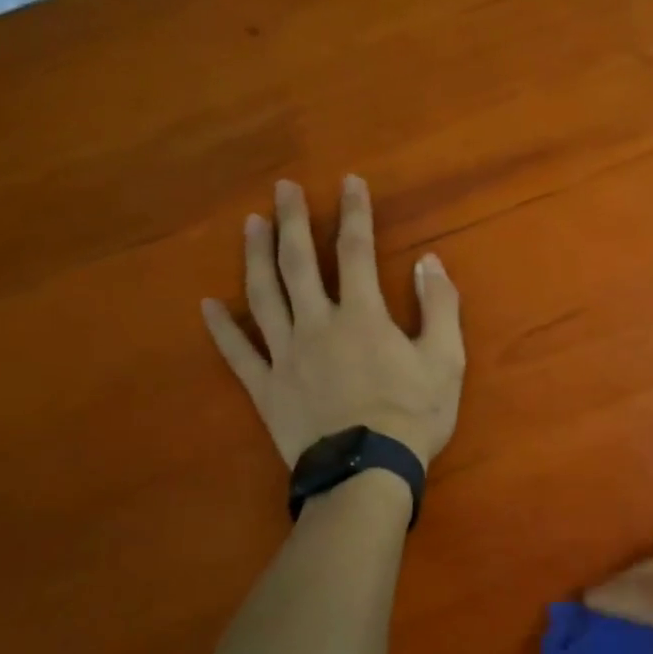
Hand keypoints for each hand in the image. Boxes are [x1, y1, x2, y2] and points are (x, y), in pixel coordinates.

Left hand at [201, 176, 464, 467]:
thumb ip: (439, 306)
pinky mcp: (265, 386)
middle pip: (300, 262)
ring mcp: (285, 354)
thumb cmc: (413, 415)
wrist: (367, 471)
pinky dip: (221, 329)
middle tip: (282, 188)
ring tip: (250, 224)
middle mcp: (318, 323)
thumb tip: (429, 261)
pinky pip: (237, 353)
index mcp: (363, 315)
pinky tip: (206, 306)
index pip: (357, 251)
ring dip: (255, 257)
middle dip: (292, 221)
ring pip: (263, 296)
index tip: (348, 182)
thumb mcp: (445, 359)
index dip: (354, 213)